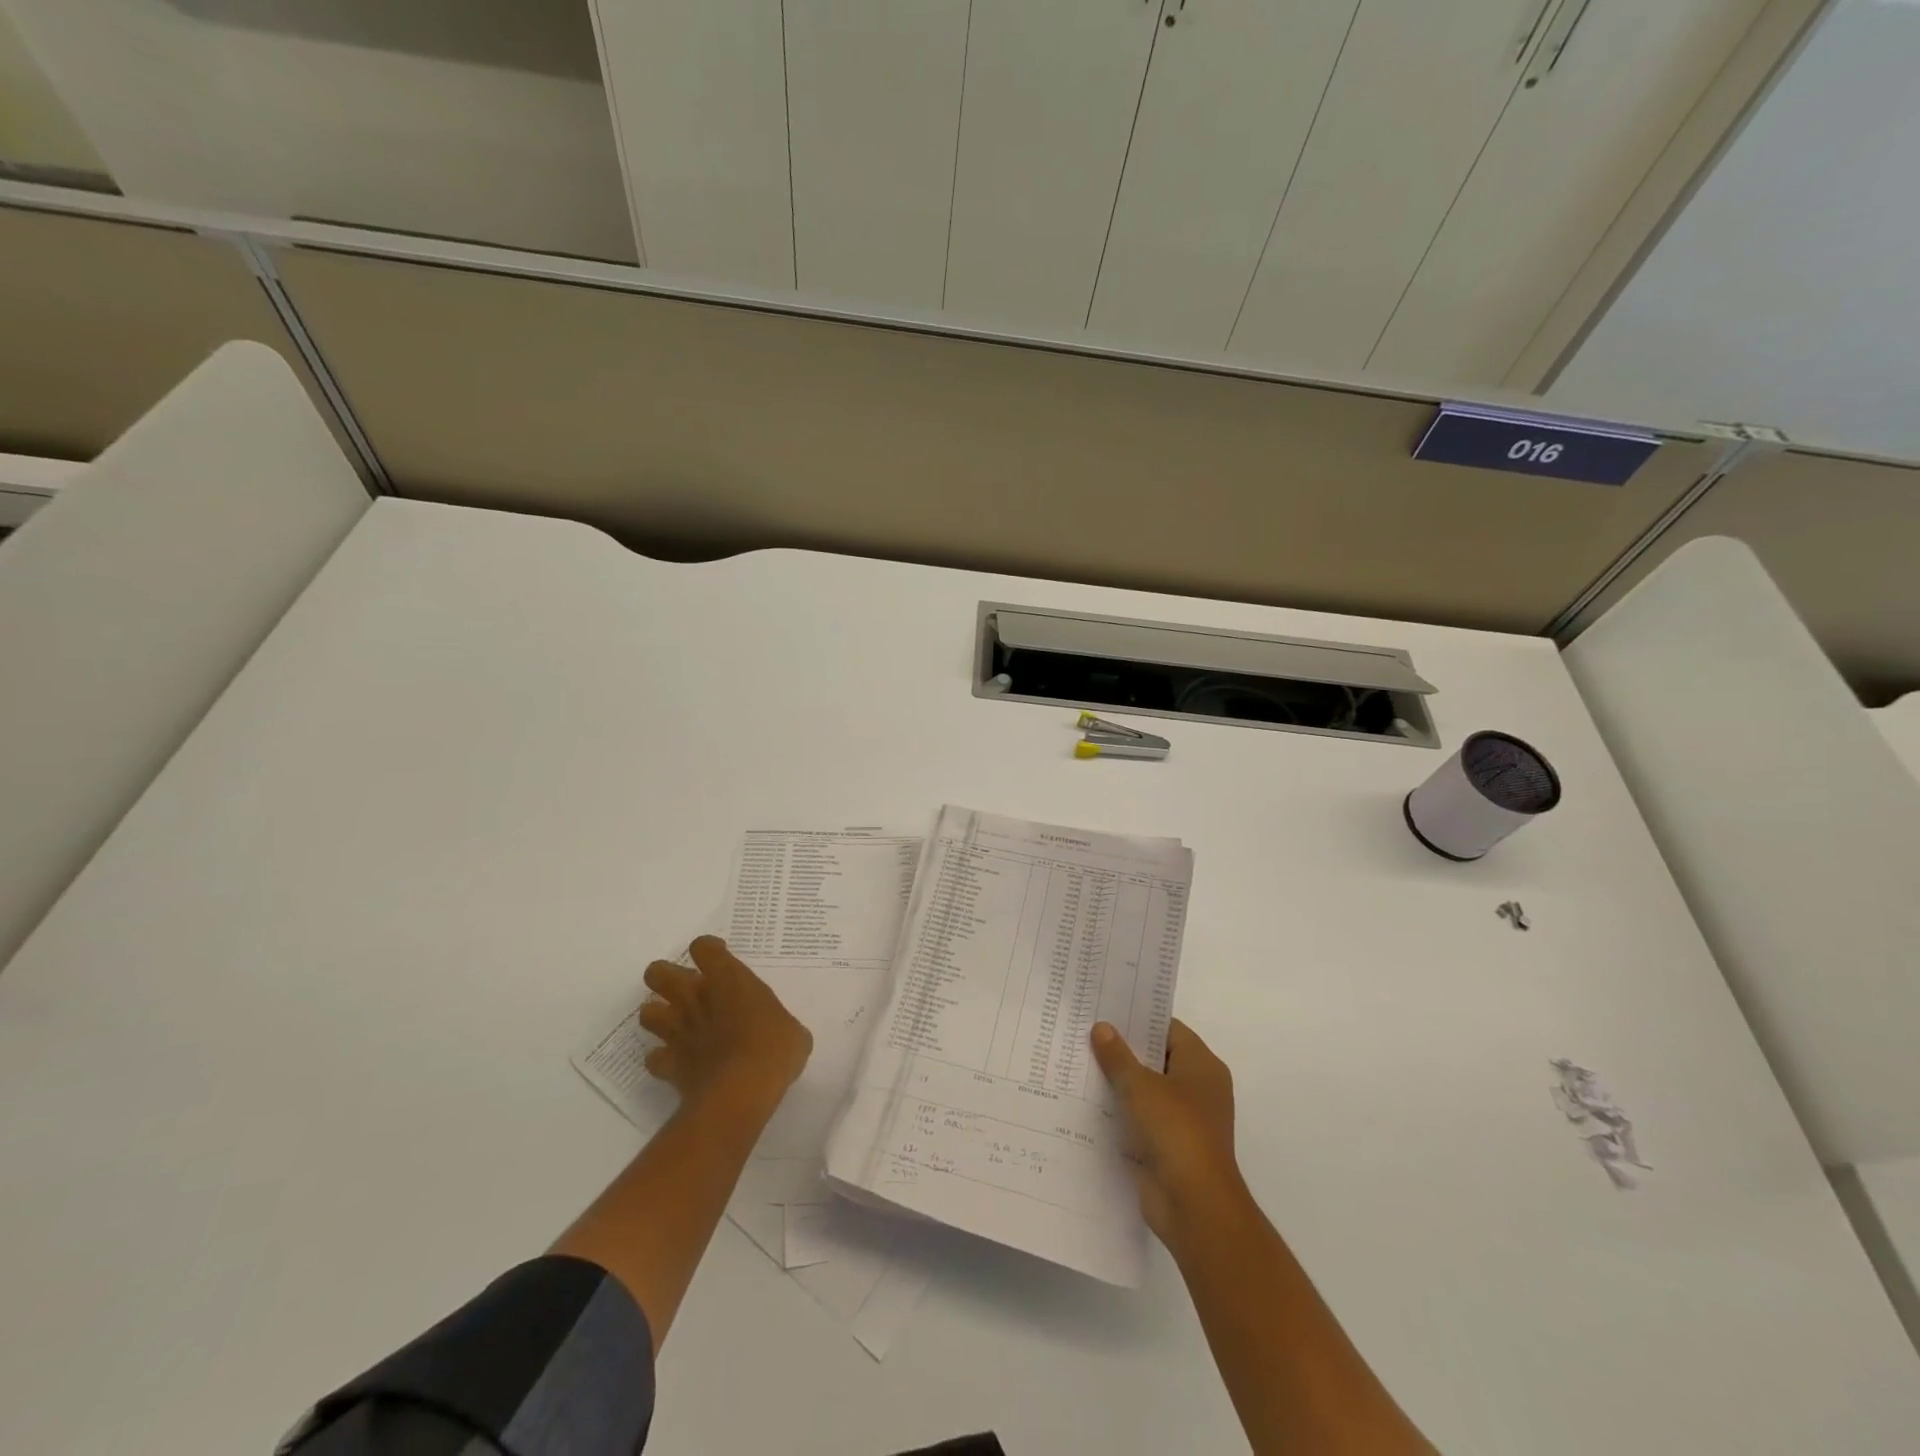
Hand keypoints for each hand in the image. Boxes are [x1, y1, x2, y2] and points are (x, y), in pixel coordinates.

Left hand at [639, 936, 812, 1116]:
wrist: (741, 1091)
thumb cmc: (774, 1049)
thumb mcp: (792, 1030)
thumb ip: (778, 1022)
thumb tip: (780, 1033)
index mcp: (728, 979)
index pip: (703, 948)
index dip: (709, 950)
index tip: (721, 959)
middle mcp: (695, 998)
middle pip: (658, 973)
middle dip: (665, 977)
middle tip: (688, 989)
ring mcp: (677, 1031)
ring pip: (647, 1012)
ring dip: (659, 1015)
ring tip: (678, 1024)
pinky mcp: (668, 1065)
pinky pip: (654, 1058)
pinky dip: (662, 1058)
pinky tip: (678, 1061)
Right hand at [1091, 1019, 1244, 1244]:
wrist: (1194, 1204)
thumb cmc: (1175, 1130)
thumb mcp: (1139, 1085)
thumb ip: (1118, 1055)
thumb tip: (1101, 1027)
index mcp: (1202, 1065)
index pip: (1168, 1029)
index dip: (1138, 1019)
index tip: (1105, 1010)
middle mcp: (1199, 1088)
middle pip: (1157, 1058)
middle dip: (1124, 1050)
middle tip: (1086, 1034)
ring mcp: (1186, 1120)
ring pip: (1148, 1090)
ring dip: (1120, 1082)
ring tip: (1080, 1064)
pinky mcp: (1171, 1147)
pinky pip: (1142, 1119)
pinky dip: (1122, 1112)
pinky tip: (1089, 1103)